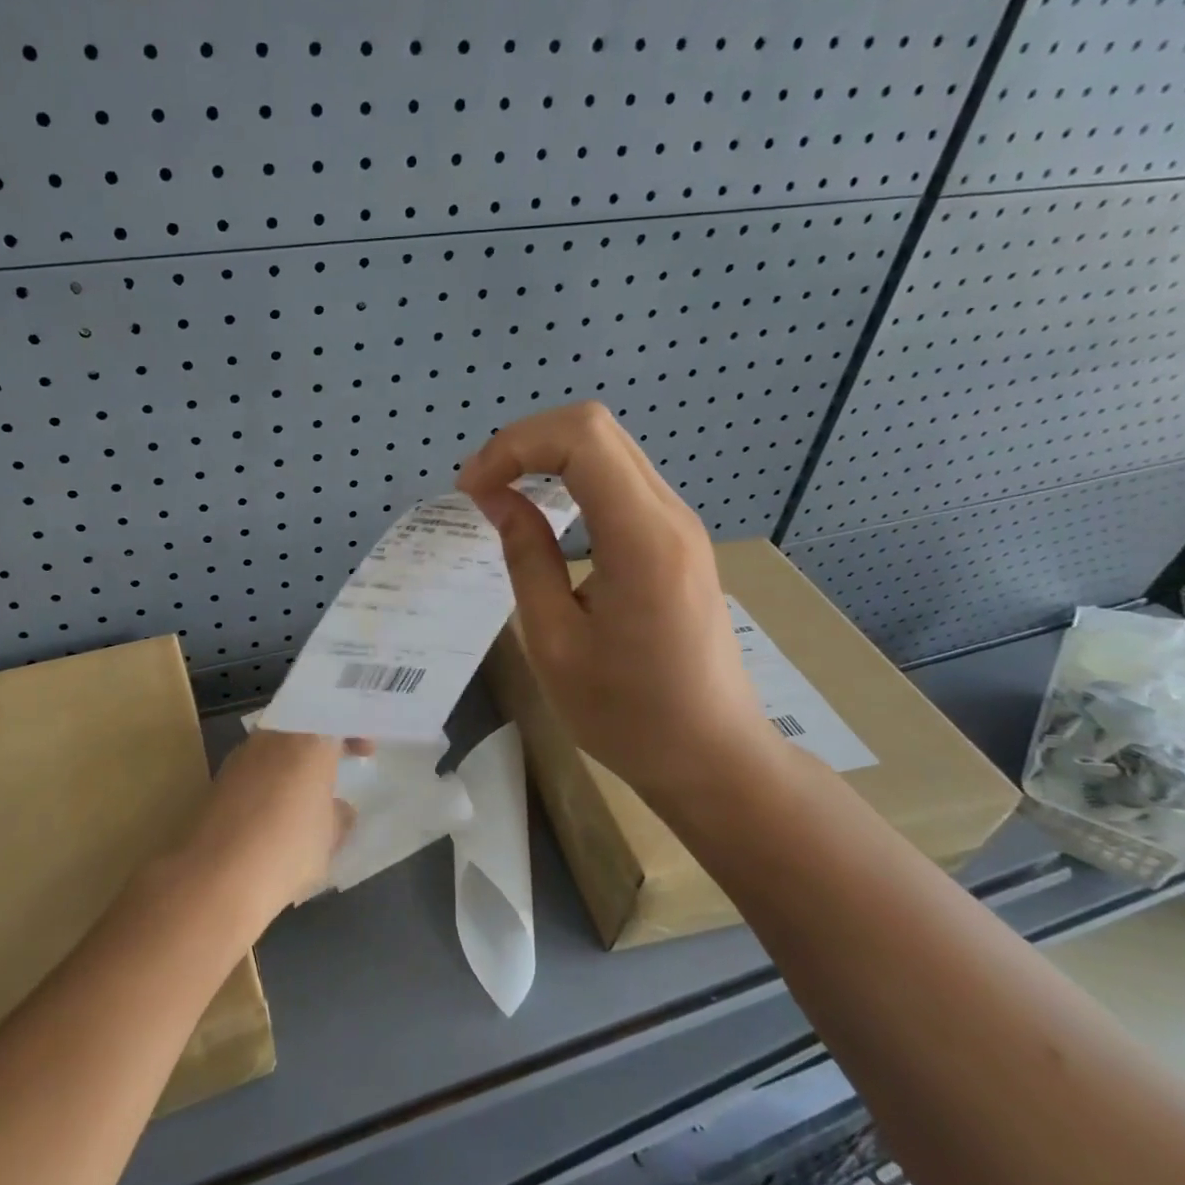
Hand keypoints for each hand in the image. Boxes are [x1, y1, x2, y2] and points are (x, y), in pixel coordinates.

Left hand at [177, 730, 366, 930]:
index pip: (336, 718)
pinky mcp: (219, 780)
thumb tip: (339, 808)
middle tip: (336, 766)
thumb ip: (339, 815)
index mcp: (308, 739)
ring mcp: (241, 756)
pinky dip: (270, 782)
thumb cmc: (287, 849)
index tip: (365, 752)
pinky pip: (255, 769)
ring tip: (307, 795)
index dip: (354, 731)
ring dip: (293, 763)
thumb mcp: (330, 837)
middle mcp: (273, 737)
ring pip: (276, 747)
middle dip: (320, 745)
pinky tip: (275, 814)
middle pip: (302, 726)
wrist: (215, 879)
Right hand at [457, 402, 782, 794]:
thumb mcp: (554, 642)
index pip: (580, 438)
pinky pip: (620, 478)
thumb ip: (525, 556)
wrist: (713, 756)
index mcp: (642, 539)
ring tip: (502, 494)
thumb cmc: (627, 715)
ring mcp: (680, 523)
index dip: (514, 446)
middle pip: (596, 427)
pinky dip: (571, 476)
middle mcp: (670, 515)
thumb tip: (498, 496)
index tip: (471, 490)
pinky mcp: (678, 539)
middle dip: (525, 442)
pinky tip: (545, 511)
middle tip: (480, 488)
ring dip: (547, 455)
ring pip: (609, 447)